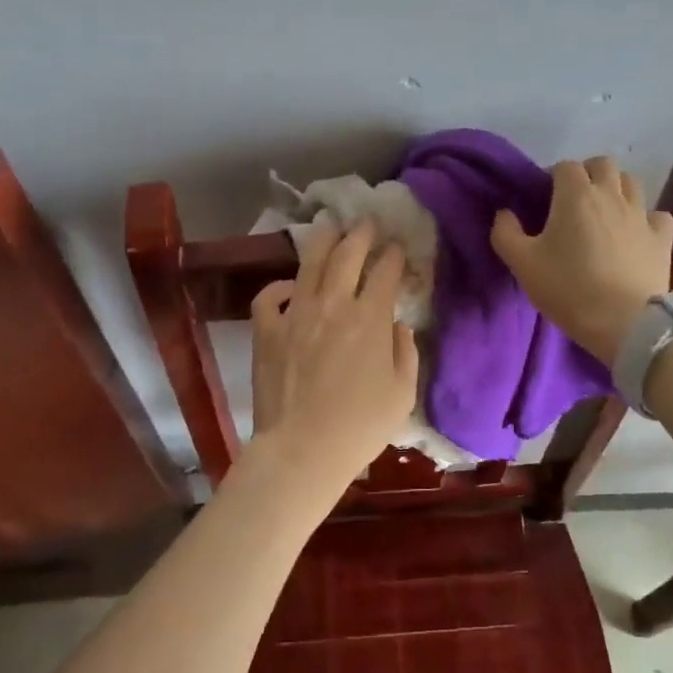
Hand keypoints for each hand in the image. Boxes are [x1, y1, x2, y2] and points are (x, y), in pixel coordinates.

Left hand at [246, 220, 419, 490]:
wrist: (302, 450)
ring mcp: (296, 314)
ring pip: (309, 264)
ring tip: (329, 228)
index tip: (398, 249)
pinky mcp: (267, 331)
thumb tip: (398, 326)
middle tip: (366, 222)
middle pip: (347, 254)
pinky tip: (289, 286)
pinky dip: (279, 286)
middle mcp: (333, 304)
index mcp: (370, 318)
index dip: (394, 256)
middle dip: (360, 233)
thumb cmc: (360, 427)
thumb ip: (406, 353)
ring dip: (323, 241)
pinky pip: (269, 296)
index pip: (385, 272)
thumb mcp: (402, 394)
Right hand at [491, 156, 672, 364]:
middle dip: (588, 174)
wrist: (625, 324)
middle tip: (574, 200)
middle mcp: (611, 195)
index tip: (545, 199)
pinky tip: (637, 234)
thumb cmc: (569, 289)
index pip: (565, 166)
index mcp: (576, 195)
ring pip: (632, 182)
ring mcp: (641, 215)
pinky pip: (657, 215)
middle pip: (603, 164)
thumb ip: (506, 233)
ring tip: (605, 213)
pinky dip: (646, 218)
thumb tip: (504, 214)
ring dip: (617, 189)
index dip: (553, 176)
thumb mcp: (522, 264)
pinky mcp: (663, 238)